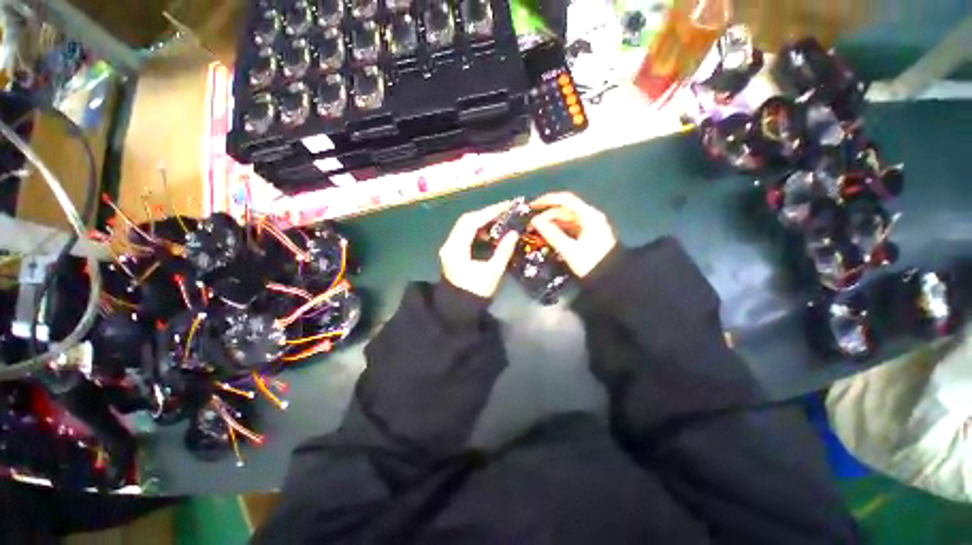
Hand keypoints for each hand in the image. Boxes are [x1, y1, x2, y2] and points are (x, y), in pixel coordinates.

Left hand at [439, 202, 519, 297]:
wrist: (458, 308)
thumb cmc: (476, 292)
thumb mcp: (493, 272)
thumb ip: (503, 251)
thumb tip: (514, 233)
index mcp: (456, 249)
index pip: (472, 222)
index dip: (490, 212)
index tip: (507, 206)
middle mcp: (449, 244)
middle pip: (466, 220)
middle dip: (486, 213)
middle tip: (505, 210)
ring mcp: (449, 247)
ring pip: (464, 226)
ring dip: (481, 220)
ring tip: (500, 219)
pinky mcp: (452, 252)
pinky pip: (464, 234)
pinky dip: (477, 229)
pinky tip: (489, 232)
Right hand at [530, 192, 616, 277]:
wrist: (612, 279)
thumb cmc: (591, 263)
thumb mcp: (569, 250)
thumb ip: (551, 234)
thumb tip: (535, 222)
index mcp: (588, 216)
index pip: (565, 200)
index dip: (547, 200)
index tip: (531, 207)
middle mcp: (589, 217)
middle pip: (564, 211)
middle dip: (546, 217)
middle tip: (531, 227)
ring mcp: (589, 226)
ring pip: (565, 221)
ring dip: (551, 225)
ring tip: (536, 234)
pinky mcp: (587, 236)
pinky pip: (569, 229)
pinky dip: (558, 232)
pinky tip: (548, 239)